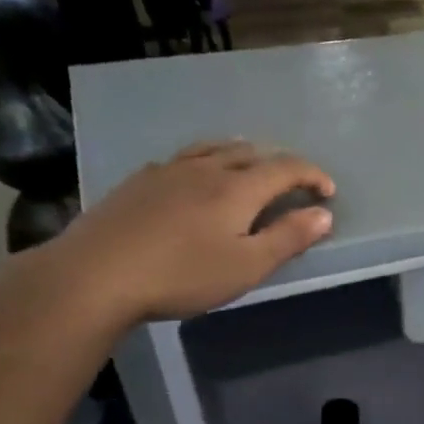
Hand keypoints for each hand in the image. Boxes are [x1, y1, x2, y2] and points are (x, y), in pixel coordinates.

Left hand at [33, 141, 334, 326]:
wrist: (96, 274)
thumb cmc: (183, 275)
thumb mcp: (247, 266)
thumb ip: (288, 238)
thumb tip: (323, 214)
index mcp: (237, 188)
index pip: (285, 168)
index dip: (311, 175)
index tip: (328, 192)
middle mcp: (205, 169)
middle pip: (250, 152)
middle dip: (280, 163)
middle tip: (294, 183)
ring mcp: (168, 171)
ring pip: (214, 149)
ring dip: (243, 153)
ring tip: (252, 165)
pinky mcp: (139, 182)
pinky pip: (185, 158)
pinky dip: (208, 160)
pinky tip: (198, 177)